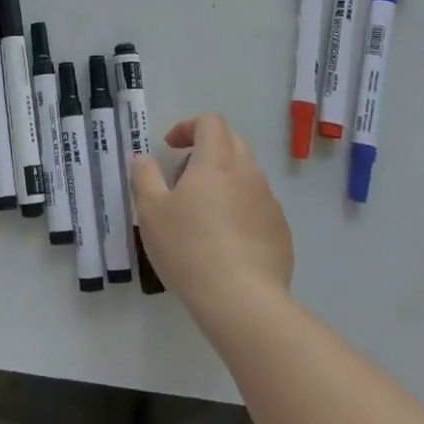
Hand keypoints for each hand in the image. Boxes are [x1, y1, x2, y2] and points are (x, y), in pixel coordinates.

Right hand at [130, 112, 292, 314]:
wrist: (242, 302)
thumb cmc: (189, 249)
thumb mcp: (151, 212)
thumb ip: (144, 176)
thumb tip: (142, 158)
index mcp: (216, 162)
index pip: (210, 122)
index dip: (188, 126)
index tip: (170, 148)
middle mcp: (248, 174)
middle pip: (232, 142)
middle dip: (207, 149)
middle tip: (184, 176)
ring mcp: (270, 203)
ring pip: (247, 176)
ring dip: (225, 181)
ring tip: (203, 213)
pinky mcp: (281, 232)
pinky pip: (259, 207)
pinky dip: (241, 210)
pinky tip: (226, 242)